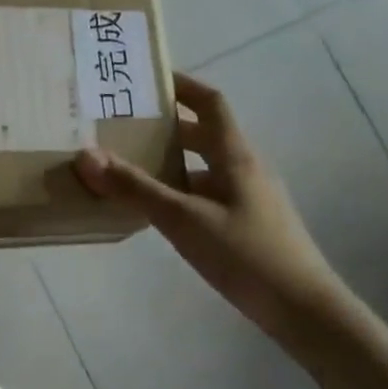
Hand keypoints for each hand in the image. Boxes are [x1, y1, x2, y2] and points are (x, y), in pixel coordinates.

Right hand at [74, 73, 347, 344]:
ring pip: (203, 168)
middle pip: (204, 135)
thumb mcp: (183, 219)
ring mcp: (249, 199)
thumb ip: (135, 188)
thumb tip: (86, 155)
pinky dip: (179, 193)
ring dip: (170, 163)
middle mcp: (244, 169)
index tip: (148, 79)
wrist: (301, 308)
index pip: (210, 103)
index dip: (182, 85)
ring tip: (129, 168)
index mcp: (235, 156)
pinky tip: (156, 213)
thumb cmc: (245, 254)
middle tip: (124, 127)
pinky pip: (206, 196)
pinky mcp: (246, 225)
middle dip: (166, 127)